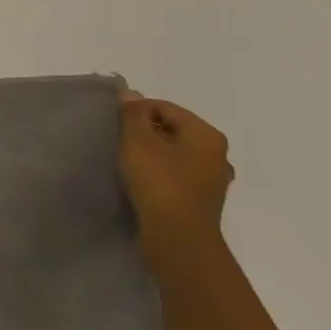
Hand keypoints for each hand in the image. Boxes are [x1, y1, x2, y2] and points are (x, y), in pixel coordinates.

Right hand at [117, 90, 232, 247]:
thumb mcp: (138, 141)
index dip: (136, 110)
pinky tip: (140, 179)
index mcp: (207, 135)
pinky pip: (176, 173)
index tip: (113, 123)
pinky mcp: (200, 199)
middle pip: (172, 129)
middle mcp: (216, 154)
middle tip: (118, 140)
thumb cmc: (159, 182)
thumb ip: (133, 114)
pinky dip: (158, 171)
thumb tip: (130, 93)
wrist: (178, 236)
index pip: (165, 107)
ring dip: (150, 152)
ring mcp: (211, 179)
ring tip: (125, 160)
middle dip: (144, 131)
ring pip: (174, 153)